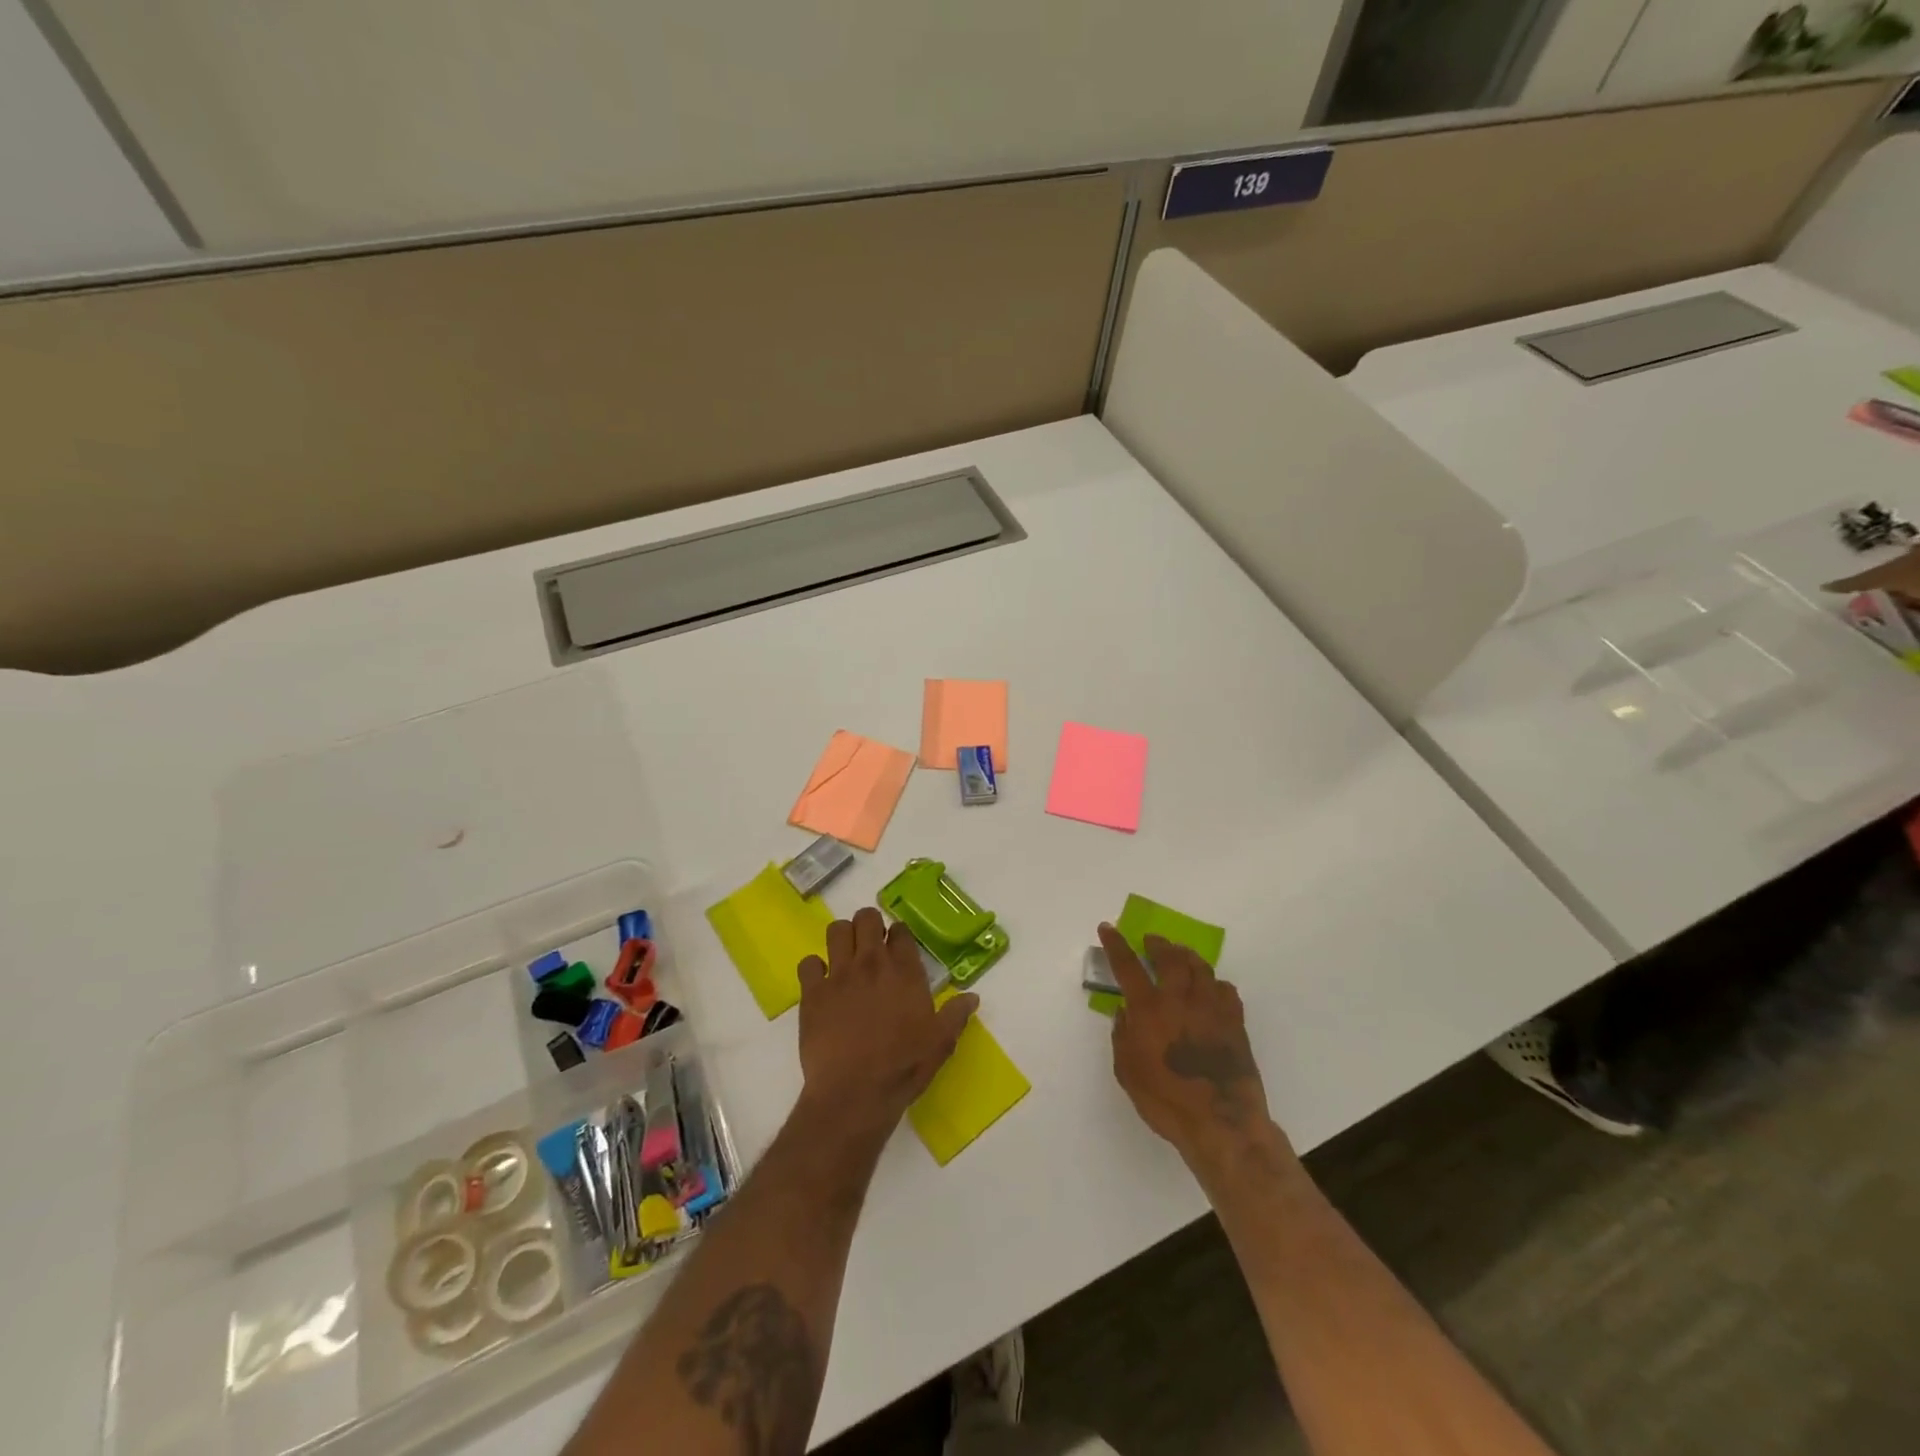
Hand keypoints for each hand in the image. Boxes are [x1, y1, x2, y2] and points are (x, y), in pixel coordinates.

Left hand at [797, 907, 978, 1136]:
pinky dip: (814, 969)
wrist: (855, 1093)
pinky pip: (808, 963)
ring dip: (842, 938)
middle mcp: (871, 962)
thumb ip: (955, 1015)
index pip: (900, 930)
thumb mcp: (940, 1042)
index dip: (898, 935)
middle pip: (866, 918)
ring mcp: (838, 975)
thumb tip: (972, 997)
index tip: (897, 947)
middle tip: (870, 945)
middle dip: (869, 925)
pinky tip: (820, 984)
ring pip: (836, 930)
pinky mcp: (812, 993)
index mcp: (904, 970)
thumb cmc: (903, 1067)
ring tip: (845, 957)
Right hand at [1099, 923, 1295, 1185]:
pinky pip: (1226, 990)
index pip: (1128, 966)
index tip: (1108, 928)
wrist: (1221, 1121)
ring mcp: (1211, 1009)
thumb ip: (1122, 1037)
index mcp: (1149, 1010)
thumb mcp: (1128, 1072)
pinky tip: (1210, 988)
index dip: (1116, 945)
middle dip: (1158, 944)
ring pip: (1200, 968)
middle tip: (1152, 941)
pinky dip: (1214, 983)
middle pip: (1170, 958)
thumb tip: (1125, 1012)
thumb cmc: (1166, 1101)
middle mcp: (1180, 1000)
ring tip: (1180, 954)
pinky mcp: (1234, 1022)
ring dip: (1187, 956)